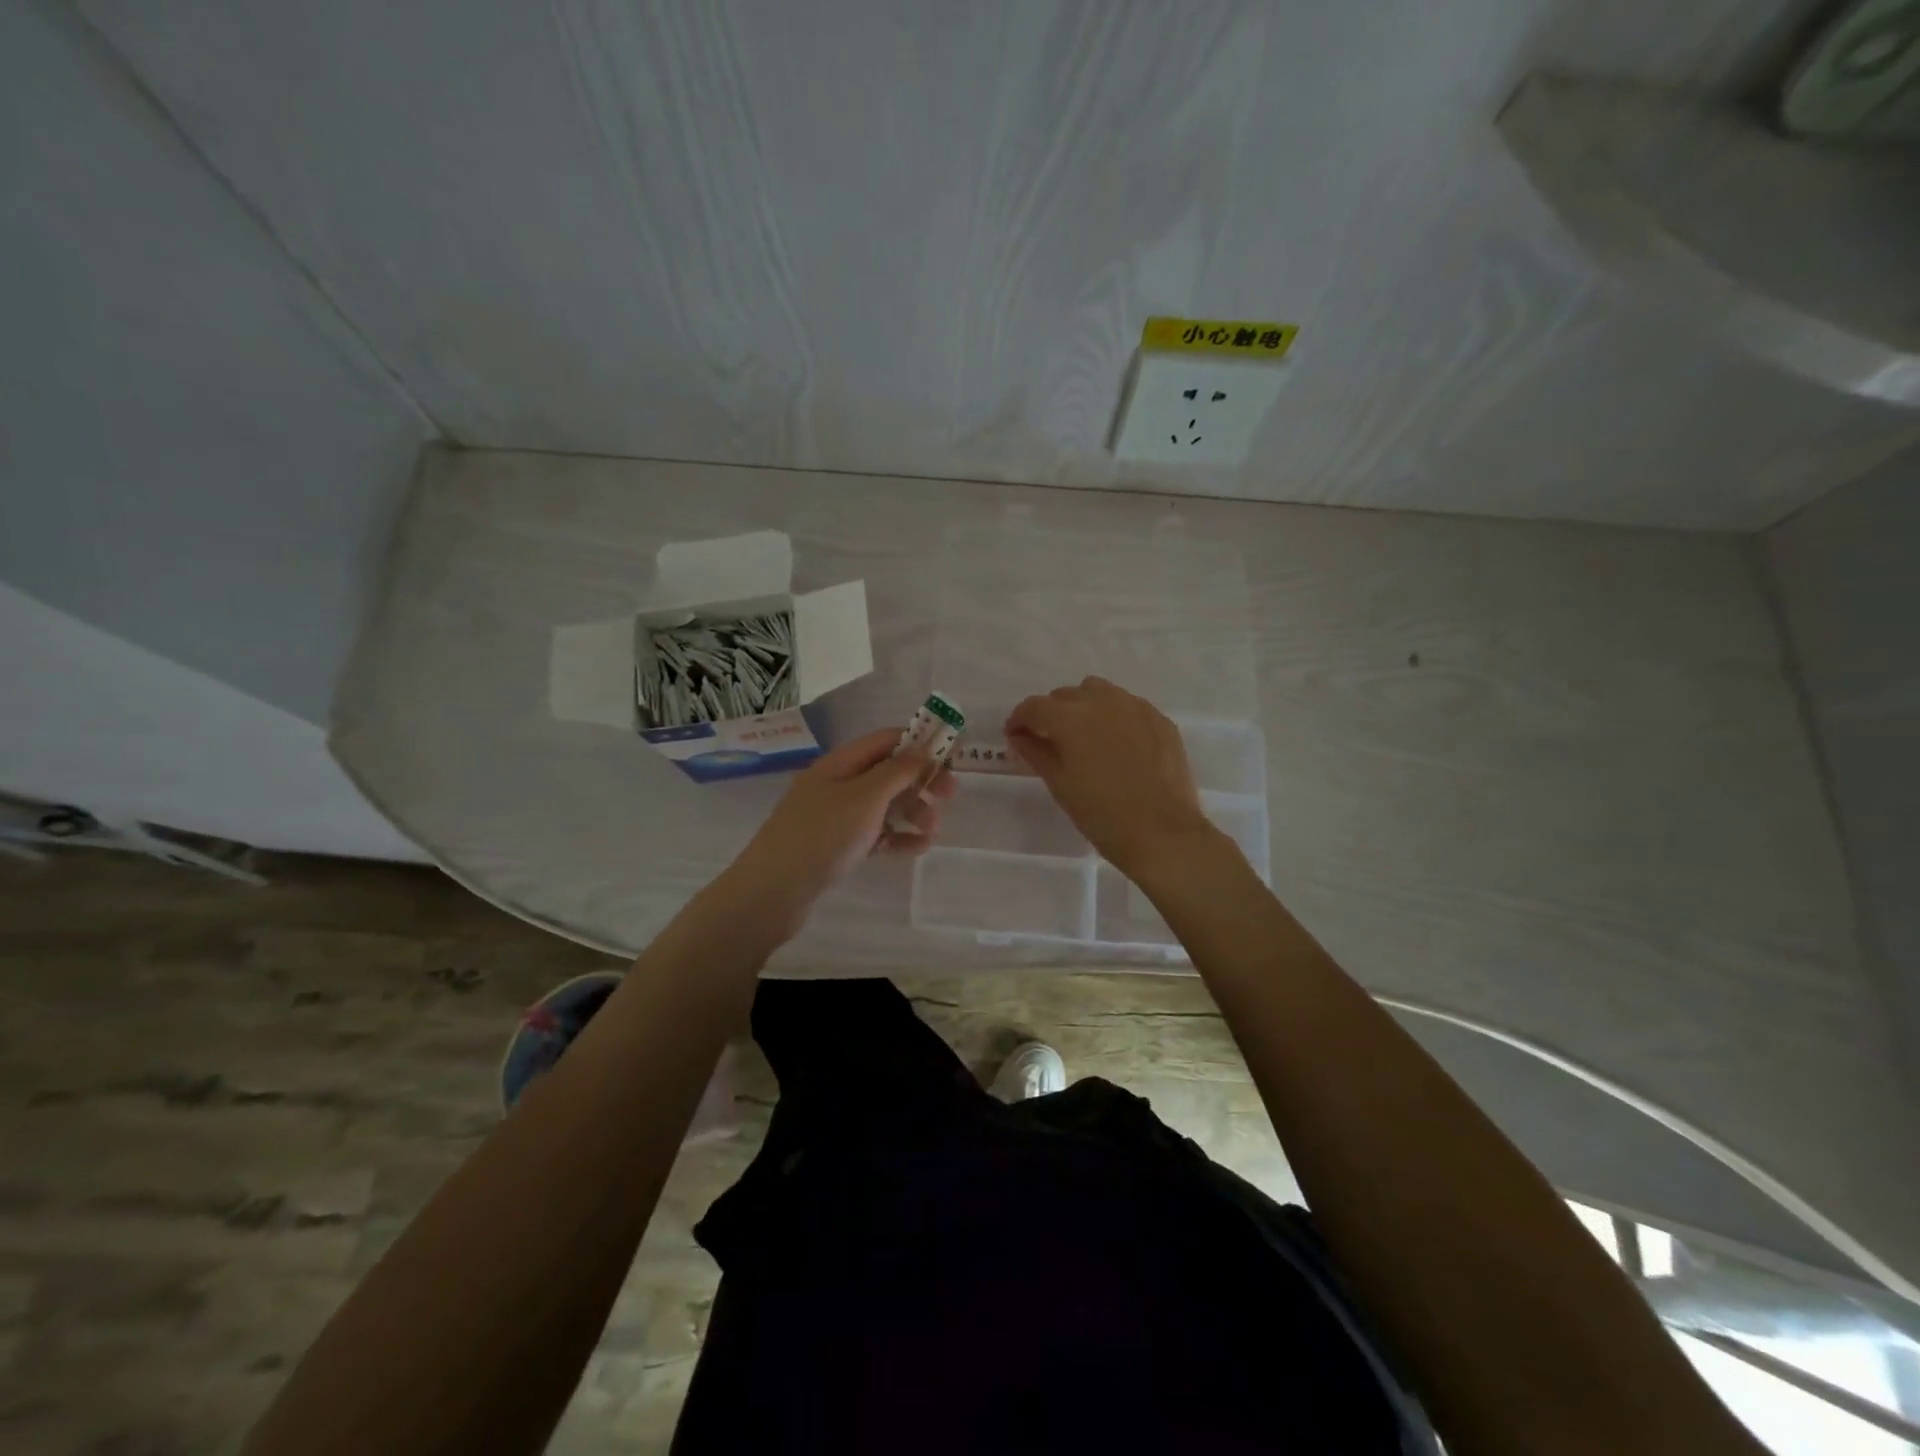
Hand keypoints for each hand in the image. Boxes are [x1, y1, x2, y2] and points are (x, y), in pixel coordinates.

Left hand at [718, 727, 955, 938]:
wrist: (773, 892)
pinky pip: (875, 833)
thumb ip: (897, 771)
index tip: (950, 756)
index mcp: (840, 763)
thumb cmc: (822, 836)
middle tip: (949, 796)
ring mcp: (836, 816)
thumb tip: (922, 747)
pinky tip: (917, 849)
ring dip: (912, 812)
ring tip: (932, 831)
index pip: (885, 740)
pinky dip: (897, 837)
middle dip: (920, 781)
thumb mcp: (865, 798)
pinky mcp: (837, 846)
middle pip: (887, 772)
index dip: (918, 743)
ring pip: (884, 805)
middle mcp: (838, 784)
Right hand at [1007, 678, 1212, 876]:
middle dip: (1052, 714)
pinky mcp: (1160, 719)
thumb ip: (1036, 752)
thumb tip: (1019, 736)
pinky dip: (1114, 717)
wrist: (1162, 833)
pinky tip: (1118, 745)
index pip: (1034, 707)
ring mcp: (1135, 707)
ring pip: (1099, 693)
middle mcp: (1102, 701)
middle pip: (1066, 696)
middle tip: (1050, 741)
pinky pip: (1128, 706)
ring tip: (1085, 737)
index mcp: (1070, 717)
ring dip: (1084, 707)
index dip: (1019, 720)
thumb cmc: (1101, 814)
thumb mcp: (1060, 784)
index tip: (1016, 736)